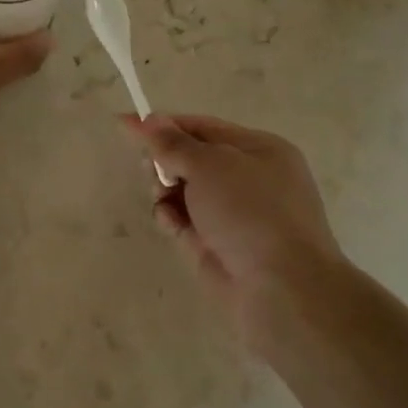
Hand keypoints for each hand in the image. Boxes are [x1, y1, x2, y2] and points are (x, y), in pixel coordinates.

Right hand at [122, 114, 352, 346]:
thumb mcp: (210, 165)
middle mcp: (247, 179)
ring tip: (162, 200)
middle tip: (152, 171)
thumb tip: (147, 119)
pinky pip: (184, 221)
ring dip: (165, 192)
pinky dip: (172, 219)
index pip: (202, 127)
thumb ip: (172, 143)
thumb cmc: (251, 211)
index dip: (163, 125)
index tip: (125, 124)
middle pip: (190, 159)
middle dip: (164, 162)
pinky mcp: (216, 244)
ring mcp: (232, 214)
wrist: (281, 288)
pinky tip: (170, 224)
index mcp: (257, 149)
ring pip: (183, 191)